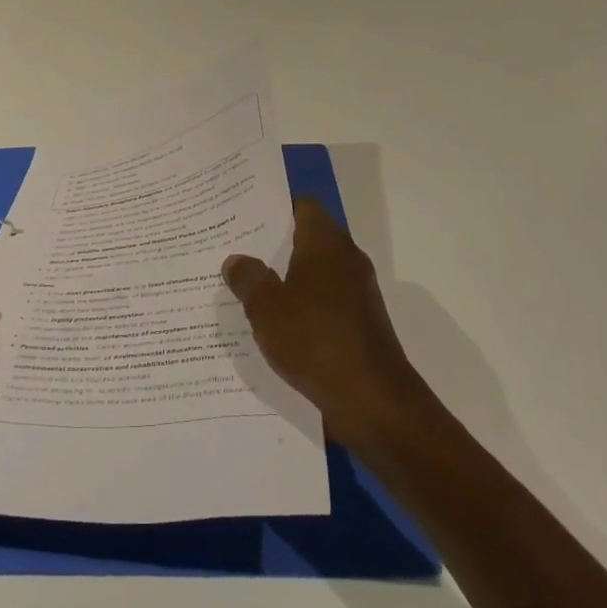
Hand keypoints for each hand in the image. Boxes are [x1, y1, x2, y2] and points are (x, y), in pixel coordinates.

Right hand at [222, 199, 426, 440]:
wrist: (373, 401)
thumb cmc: (316, 340)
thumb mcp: (267, 308)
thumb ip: (248, 279)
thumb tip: (236, 260)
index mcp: (326, 245)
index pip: (303, 206)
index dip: (274, 205)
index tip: (244, 211)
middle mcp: (346, 261)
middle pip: (307, 238)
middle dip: (273, 243)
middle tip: (233, 246)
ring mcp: (356, 294)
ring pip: (314, 273)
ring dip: (285, 277)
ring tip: (245, 284)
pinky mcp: (358, 324)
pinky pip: (322, 302)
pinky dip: (300, 305)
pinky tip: (273, 322)